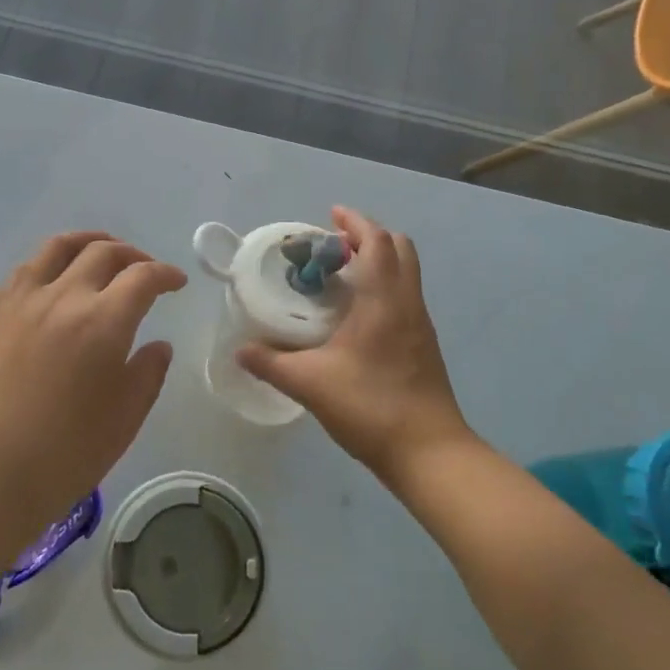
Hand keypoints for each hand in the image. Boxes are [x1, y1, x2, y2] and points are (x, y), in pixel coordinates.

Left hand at [0, 232, 186, 539]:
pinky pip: (27, 267)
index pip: (143, 277)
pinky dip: (51, 259)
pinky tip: (58, 274)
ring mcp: (27, 301)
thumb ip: (148, 372)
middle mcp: (66, 297)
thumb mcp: (126, 417)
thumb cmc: (68, 453)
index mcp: (104, 322)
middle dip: (135, 256)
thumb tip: (158, 344)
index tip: (177, 283)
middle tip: (147, 272)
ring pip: (62, 246)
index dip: (166, 274)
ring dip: (91, 242)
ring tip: (105, 251)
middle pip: (105, 253)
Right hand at [238, 207, 471, 492]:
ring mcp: (421, 325)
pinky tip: (357, 316)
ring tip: (341, 277)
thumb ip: (271, 363)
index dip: (355, 222)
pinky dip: (384, 288)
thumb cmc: (371, 407)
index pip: (377, 241)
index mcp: (384, 299)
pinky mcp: (424, 346)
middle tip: (334, 247)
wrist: (430, 453)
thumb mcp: (310, 384)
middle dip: (369, 237)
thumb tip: (239, 350)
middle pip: (400, 248)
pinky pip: (405, 297)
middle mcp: (408, 302)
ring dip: (379, 262)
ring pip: (406, 273)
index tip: (330, 216)